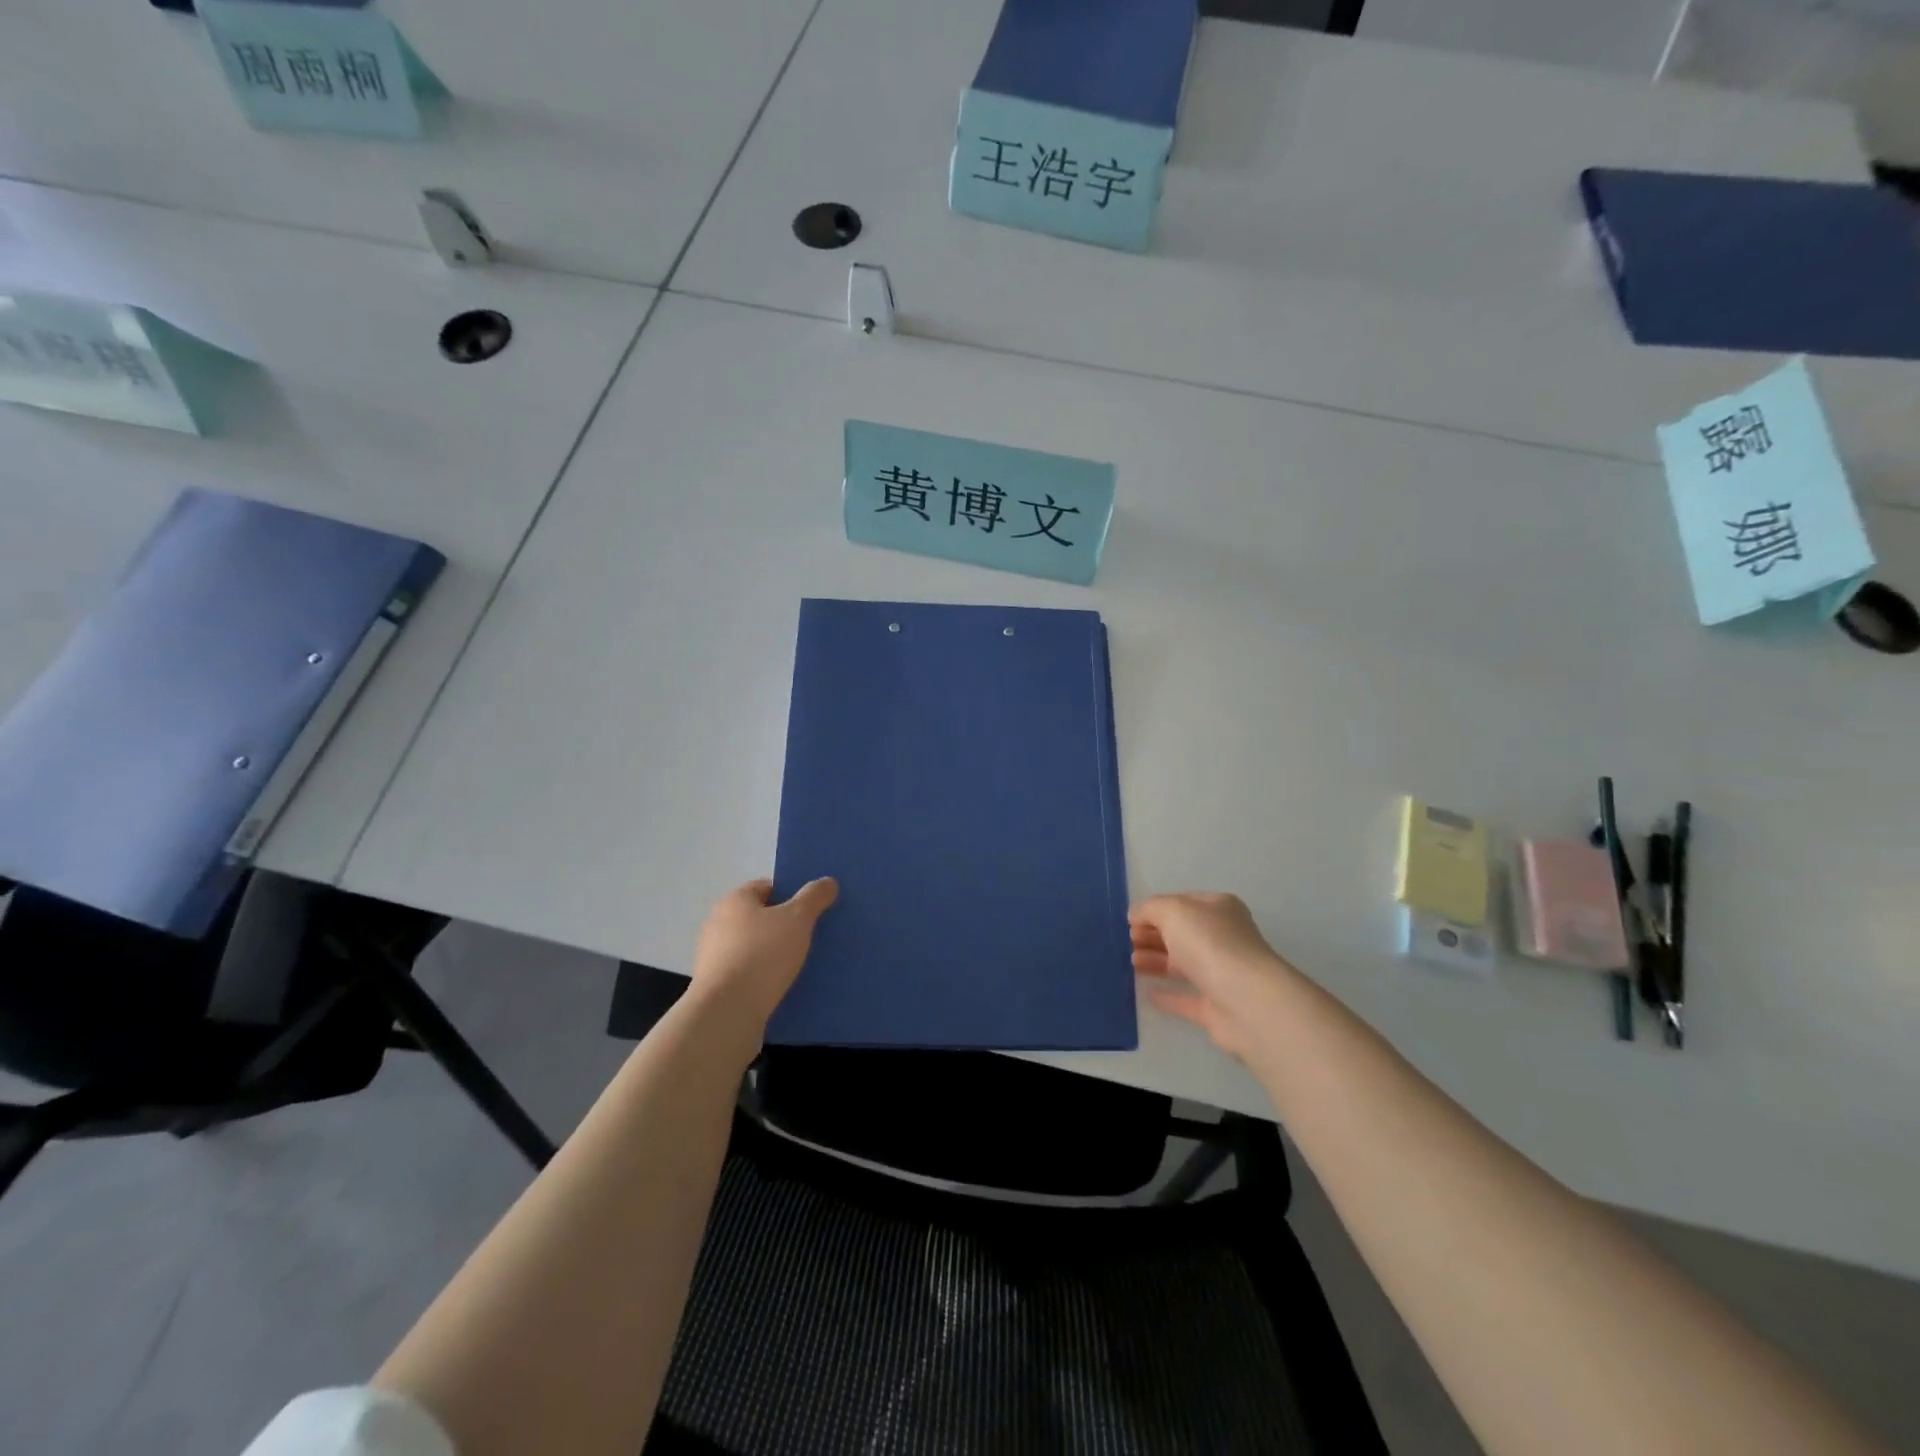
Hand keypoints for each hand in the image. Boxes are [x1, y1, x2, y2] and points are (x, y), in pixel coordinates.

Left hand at [689, 878, 837, 1029]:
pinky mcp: (716, 987)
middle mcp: (718, 924)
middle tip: (810, 937)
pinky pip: (747, 974)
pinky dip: (763, 977)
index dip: (790, 895)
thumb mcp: (798, 919)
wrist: (727, 1012)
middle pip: (759, 918)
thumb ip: (814, 897)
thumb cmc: (762, 954)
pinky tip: (783, 988)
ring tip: (801, 965)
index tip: (811, 911)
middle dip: (783, 926)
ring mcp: (713, 957)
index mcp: (734, 901)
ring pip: (753, 948)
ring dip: (773, 954)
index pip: (766, 887)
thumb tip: (828, 881)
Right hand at [1130, 892, 1298, 1062]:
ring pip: (1182, 965)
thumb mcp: (1173, 911)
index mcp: (1219, 909)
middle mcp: (1223, 939)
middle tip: (1126, 941)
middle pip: (1181, 934)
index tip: (1128, 921)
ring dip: (1155, 961)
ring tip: (1129, 962)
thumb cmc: (1210, 944)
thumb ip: (1150, 909)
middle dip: (1152, 935)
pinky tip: (1147, 993)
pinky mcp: (1217, 1008)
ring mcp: (1222, 974)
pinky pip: (1187, 999)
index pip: (1182, 903)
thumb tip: (1135, 915)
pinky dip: (1168, 996)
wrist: (1247, 1002)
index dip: (1155, 910)